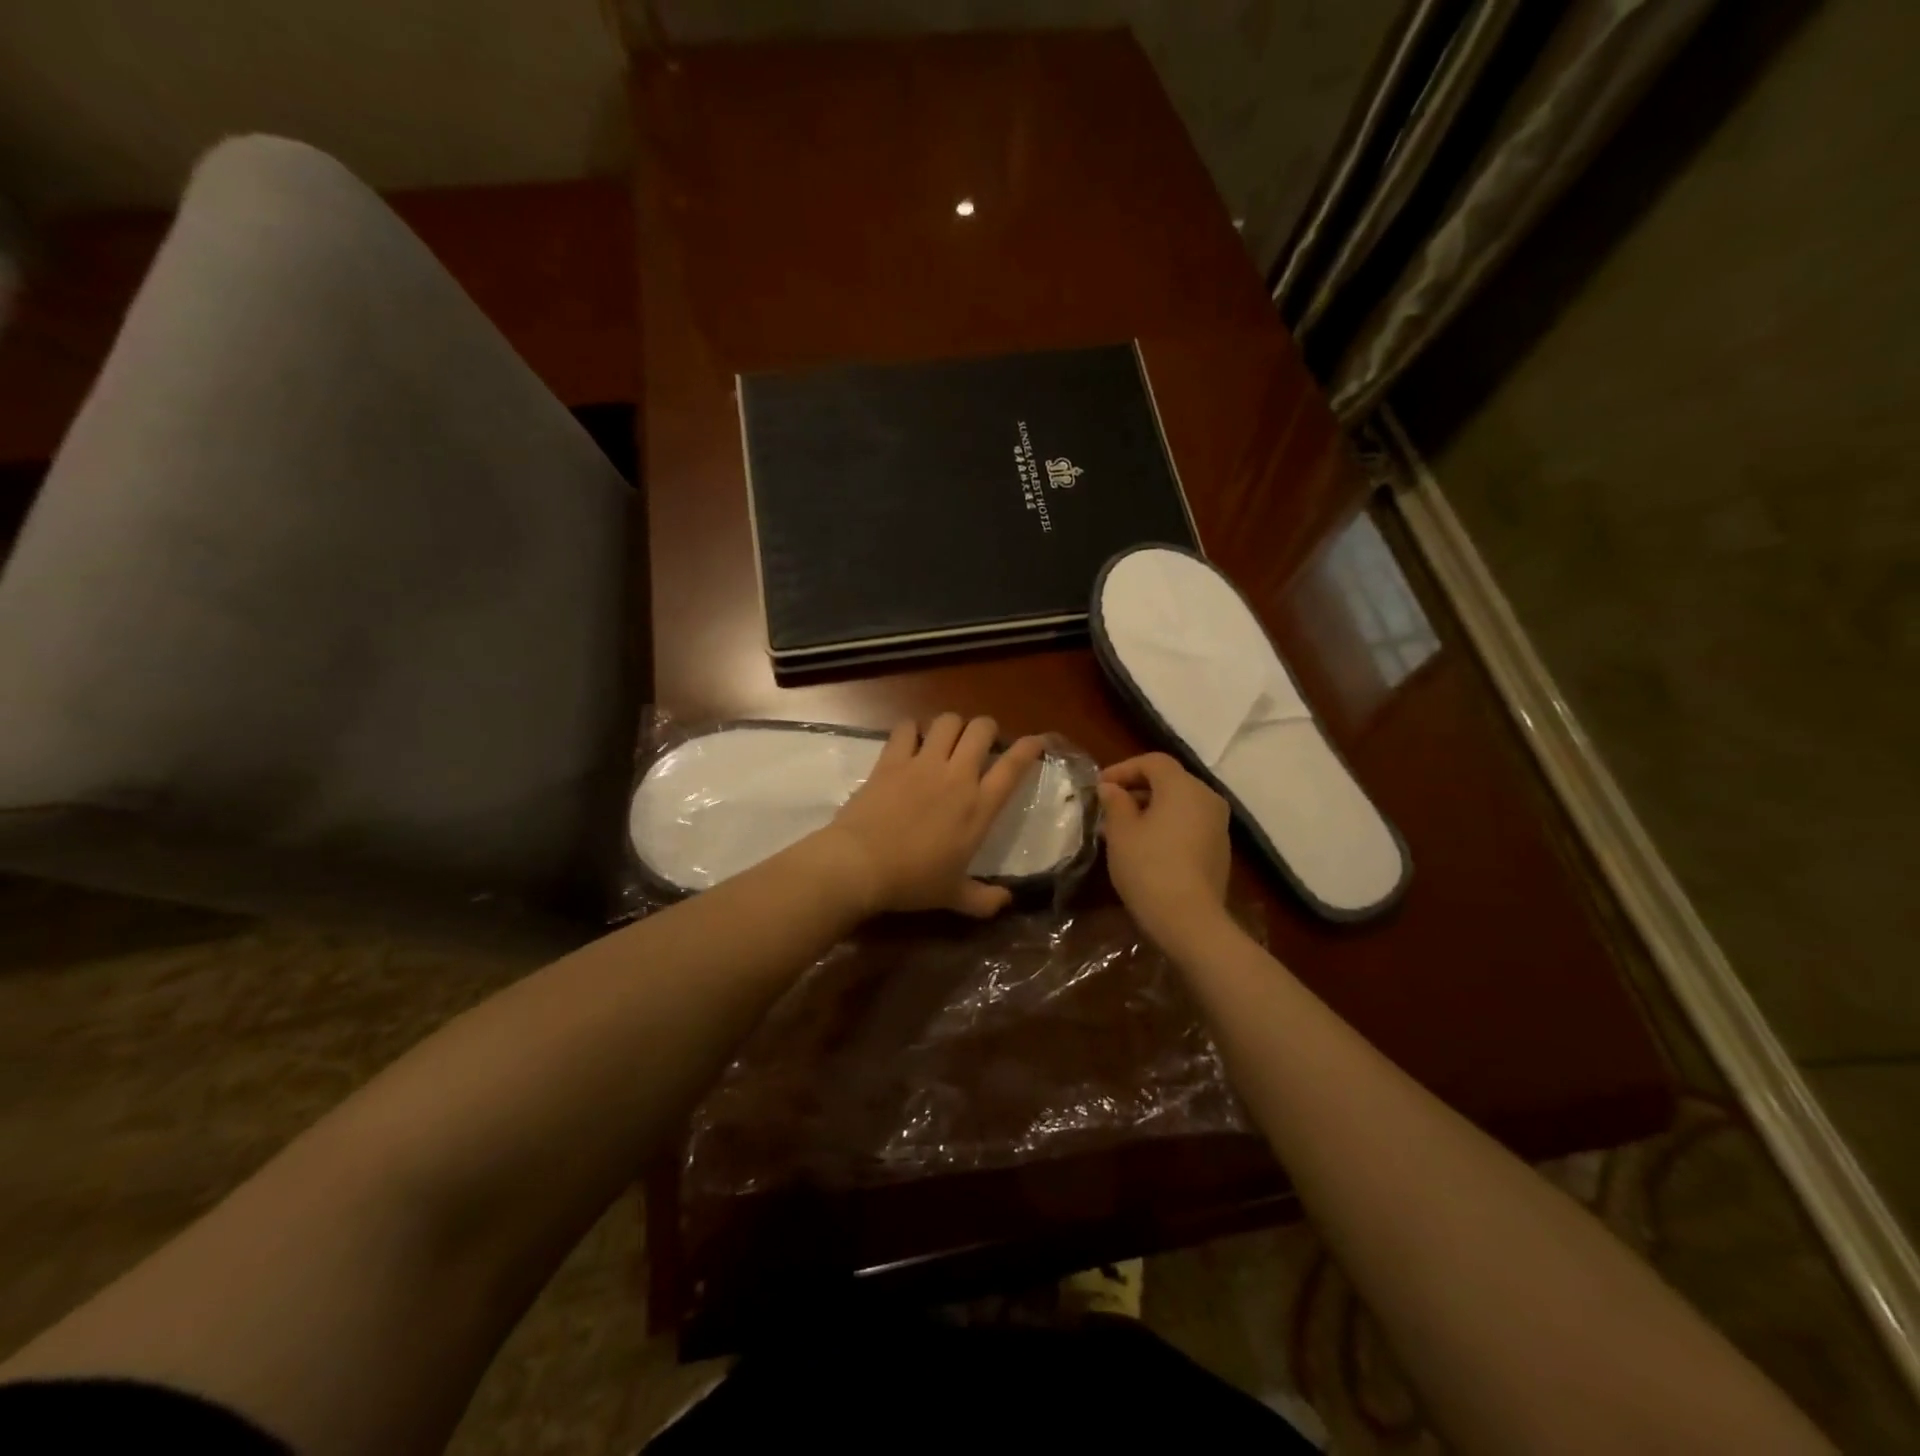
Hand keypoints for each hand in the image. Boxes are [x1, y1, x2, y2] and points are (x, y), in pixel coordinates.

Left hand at [816, 714, 1046, 918]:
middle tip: (981, 743)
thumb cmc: (912, 882)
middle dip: (987, 729)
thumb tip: (1007, 902)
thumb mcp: (953, 897)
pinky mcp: (892, 760)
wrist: (860, 865)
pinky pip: (906, 728)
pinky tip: (911, 740)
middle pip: (982, 730)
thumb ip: (984, 900)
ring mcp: (923, 764)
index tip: (1035, 741)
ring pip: (948, 721)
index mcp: (979, 807)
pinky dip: (912, 729)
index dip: (1029, 748)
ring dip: (953, 725)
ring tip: (948, 738)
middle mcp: (957, 777)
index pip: (1013, 767)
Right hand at [1098, 753, 1231, 944]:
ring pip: (1179, 804)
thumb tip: (1111, 788)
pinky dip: (1166, 825)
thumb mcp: (1121, 832)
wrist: (1190, 921)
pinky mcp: (1219, 849)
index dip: (1123, 769)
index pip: (1153, 762)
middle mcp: (1207, 798)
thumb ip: (1115, 803)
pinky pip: (1189, 824)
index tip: (1099, 787)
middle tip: (1107, 808)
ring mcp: (1218, 825)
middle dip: (1135, 789)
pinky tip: (1144, 847)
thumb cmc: (1149, 867)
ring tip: (1120, 829)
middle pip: (1169, 781)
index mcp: (1183, 787)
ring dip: (1150, 809)